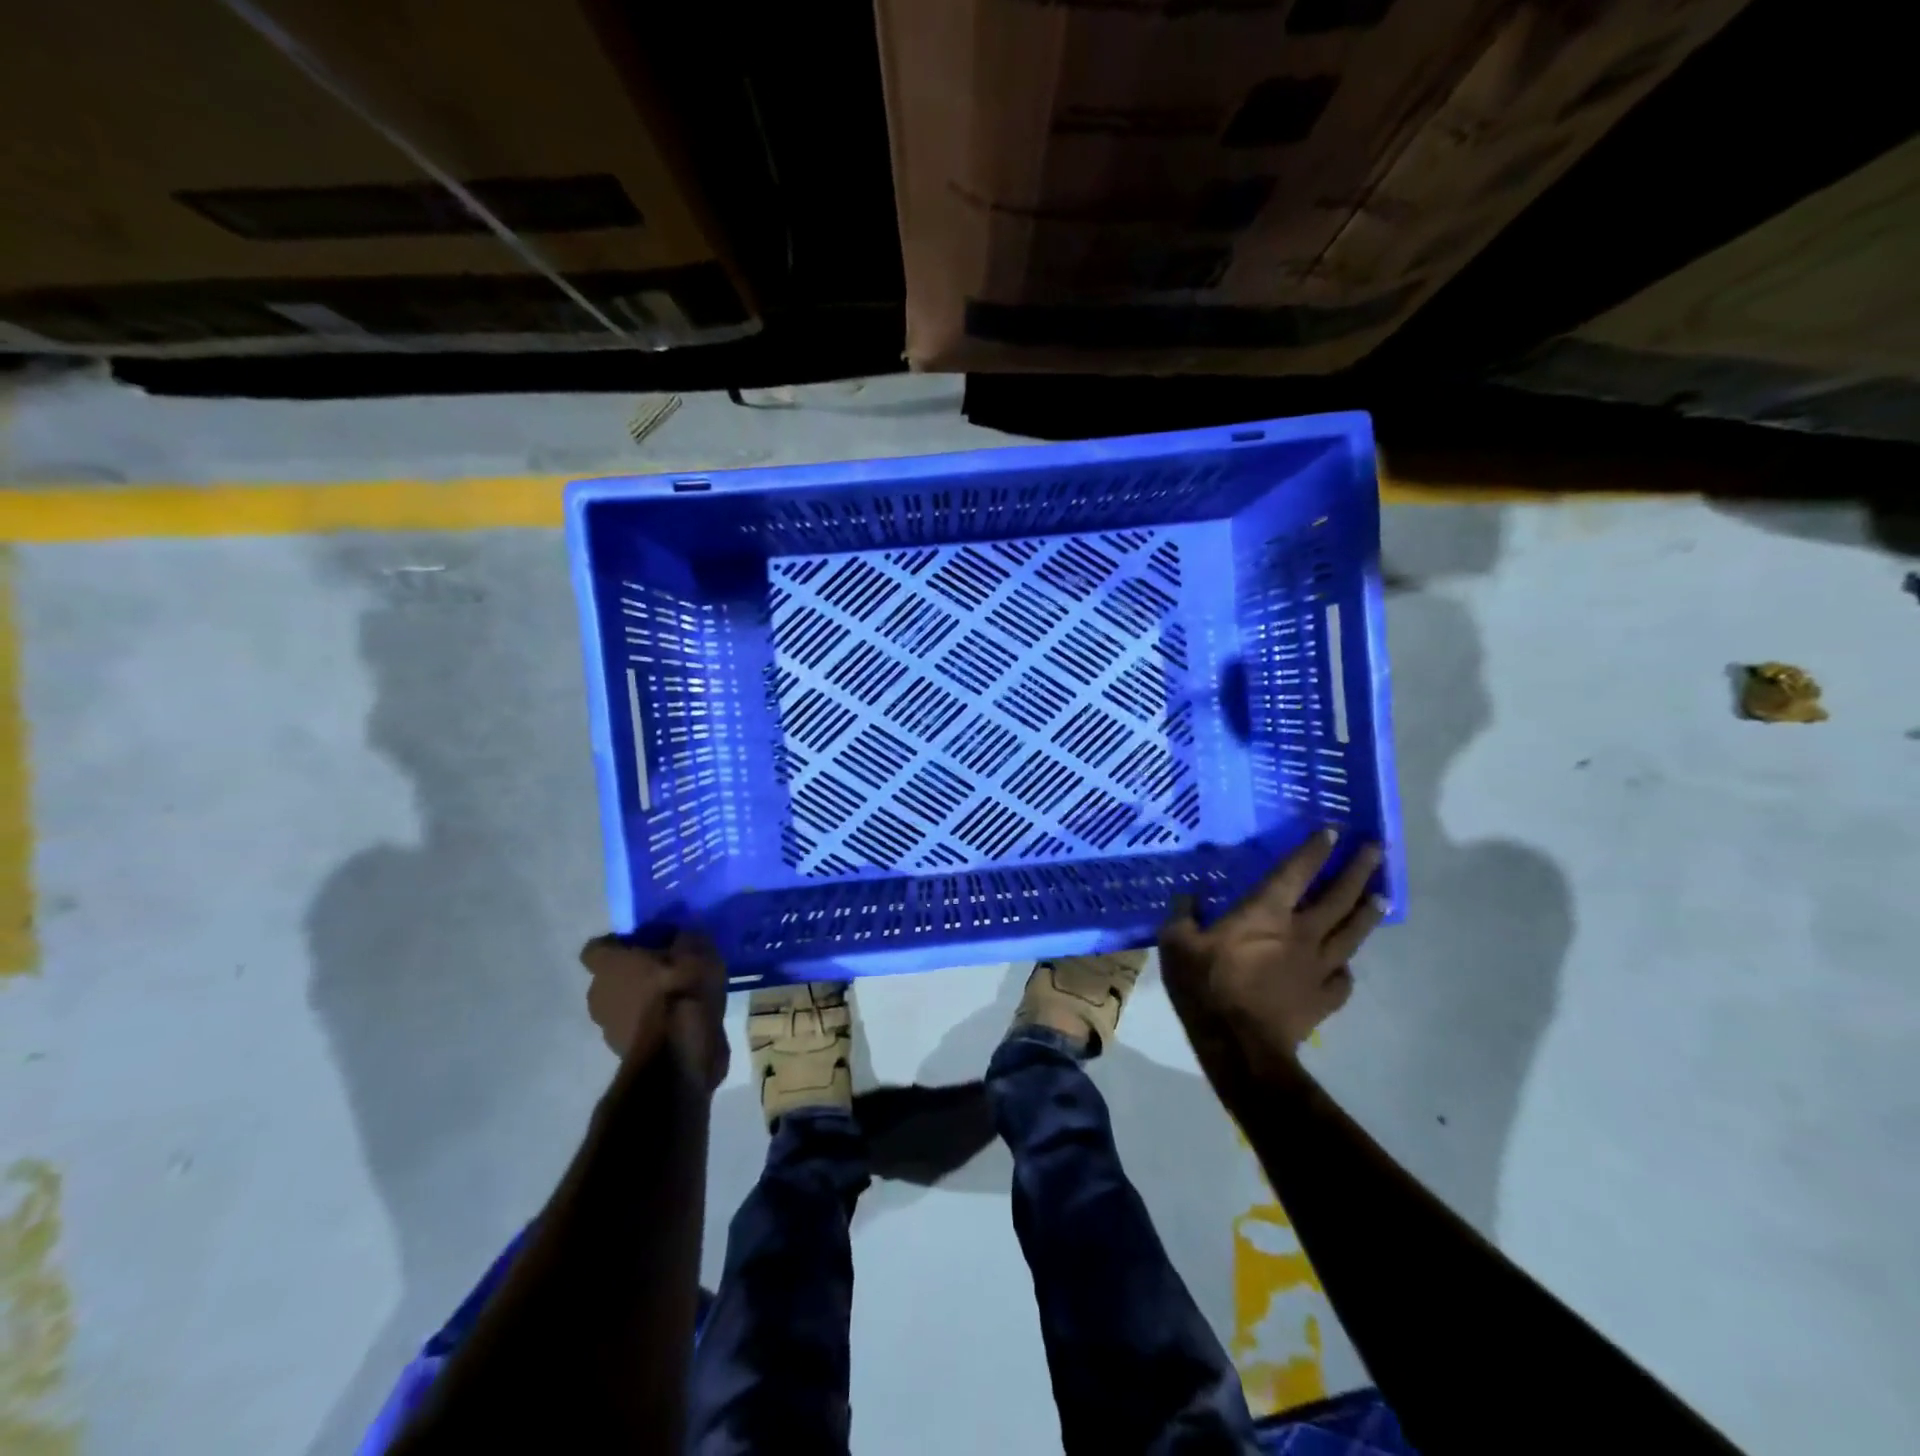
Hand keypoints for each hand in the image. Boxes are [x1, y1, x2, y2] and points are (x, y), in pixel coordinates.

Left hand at [580, 932, 730, 1089]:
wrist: (680, 1054)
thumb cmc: (680, 991)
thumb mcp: (696, 950)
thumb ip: (684, 938)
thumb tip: (680, 936)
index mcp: (609, 965)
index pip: (597, 947)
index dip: (620, 944)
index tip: (646, 943)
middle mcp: (599, 993)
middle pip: (611, 977)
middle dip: (634, 973)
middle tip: (667, 968)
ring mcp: (608, 1027)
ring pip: (623, 1005)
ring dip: (643, 1000)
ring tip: (677, 997)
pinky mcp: (624, 1053)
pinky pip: (637, 1028)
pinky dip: (653, 1023)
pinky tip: (680, 1021)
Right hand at [1159, 830, 1385, 1060]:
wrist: (1239, 1046)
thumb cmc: (1206, 986)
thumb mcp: (1176, 944)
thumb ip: (1182, 916)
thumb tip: (1187, 897)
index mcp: (1266, 913)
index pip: (1296, 872)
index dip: (1315, 850)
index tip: (1333, 831)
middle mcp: (1301, 933)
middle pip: (1338, 897)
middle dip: (1357, 870)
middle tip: (1377, 850)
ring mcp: (1317, 967)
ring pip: (1351, 934)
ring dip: (1367, 913)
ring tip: (1383, 896)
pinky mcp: (1323, 999)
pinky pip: (1343, 979)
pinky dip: (1346, 968)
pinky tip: (1345, 966)